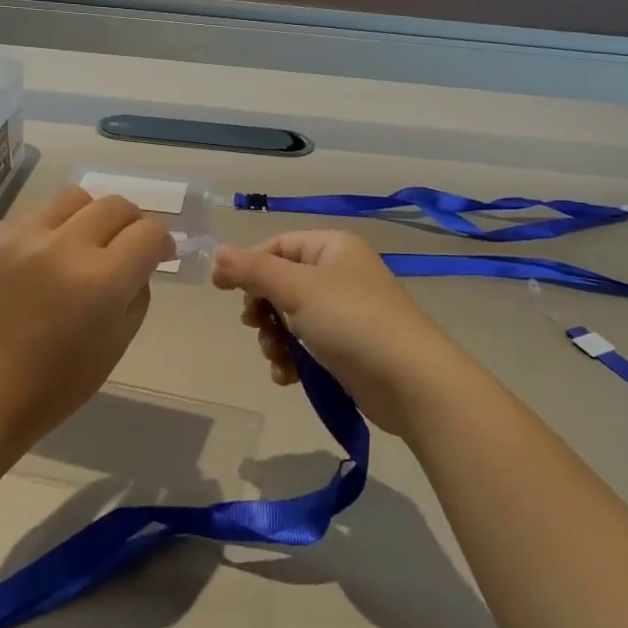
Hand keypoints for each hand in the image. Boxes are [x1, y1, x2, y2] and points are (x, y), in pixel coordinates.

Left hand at [0, 185, 173, 457]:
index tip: (157, 255)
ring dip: (88, 218)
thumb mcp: (117, 343)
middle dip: (130, 223)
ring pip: (72, 198)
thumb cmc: (56, 384)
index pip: (149, 232)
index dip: (161, 243)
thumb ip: (137, 291)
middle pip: (115, 204)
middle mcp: (62, 247)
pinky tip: (38, 263)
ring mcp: (19, 238)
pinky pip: (31, 216)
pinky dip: (47, 232)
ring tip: (79, 246)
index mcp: (101, 281)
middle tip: (124, 246)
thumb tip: (139, 261)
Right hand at [212, 231, 452, 433]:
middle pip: (281, 283)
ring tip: (278, 358)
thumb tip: (218, 253)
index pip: (277, 246)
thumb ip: (254, 270)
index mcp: (332, 247)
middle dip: (263, 309)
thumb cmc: (351, 321)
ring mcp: (344, 312)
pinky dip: (292, 359)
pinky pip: (306, 345)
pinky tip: (287, 377)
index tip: (222, 290)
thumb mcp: (297, 289)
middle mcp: (339, 274)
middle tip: (256, 326)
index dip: (248, 265)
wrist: (410, 381)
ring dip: (275, 339)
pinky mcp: (347, 347)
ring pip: (290, 318)